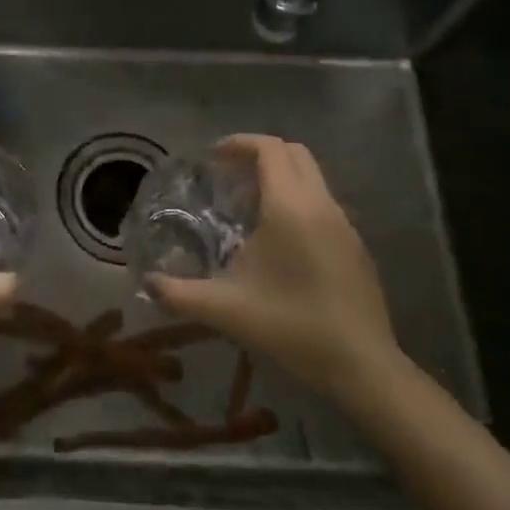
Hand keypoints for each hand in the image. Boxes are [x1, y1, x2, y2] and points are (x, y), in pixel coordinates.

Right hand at [145, 134, 402, 405]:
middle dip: (259, 154)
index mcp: (290, 207)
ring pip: (312, 177)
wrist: (362, 366)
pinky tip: (279, 241)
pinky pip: (322, 203)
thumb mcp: (226, 310)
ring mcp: (344, 224)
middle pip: (293, 153)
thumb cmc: (292, 326)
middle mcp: (321, 204)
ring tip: (248, 208)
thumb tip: (147, 284)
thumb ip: (180, 294)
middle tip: (228, 176)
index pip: (269, 149)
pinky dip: (297, 201)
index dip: (239, 143)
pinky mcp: (356, 245)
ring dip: (280, 178)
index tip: (213, 157)